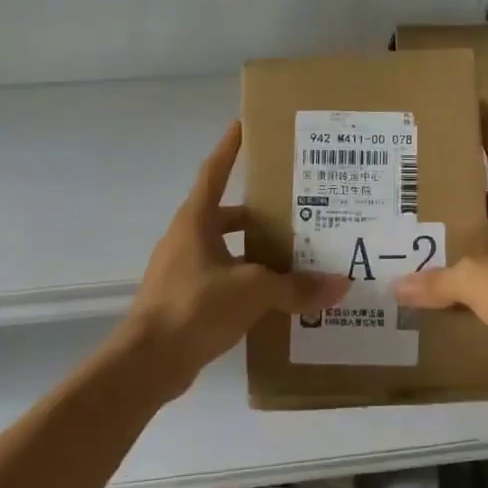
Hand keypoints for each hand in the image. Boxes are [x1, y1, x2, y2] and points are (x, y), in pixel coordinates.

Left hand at [117, 122, 347, 396]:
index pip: (214, 172)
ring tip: (293, 257)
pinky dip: (245, 281)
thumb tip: (340, 285)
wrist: (146, 363)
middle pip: (225, 214)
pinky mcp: (183, 299)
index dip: (229, 148)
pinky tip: (273, 297)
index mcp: (196, 221)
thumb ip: (296, 287)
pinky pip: (221, 279)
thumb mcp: (253, 292)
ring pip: (225, 249)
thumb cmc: (195, 307)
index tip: (243, 125)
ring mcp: (181, 270)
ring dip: (254, 251)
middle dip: (258, 212)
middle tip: (295, 211)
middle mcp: (186, 238)